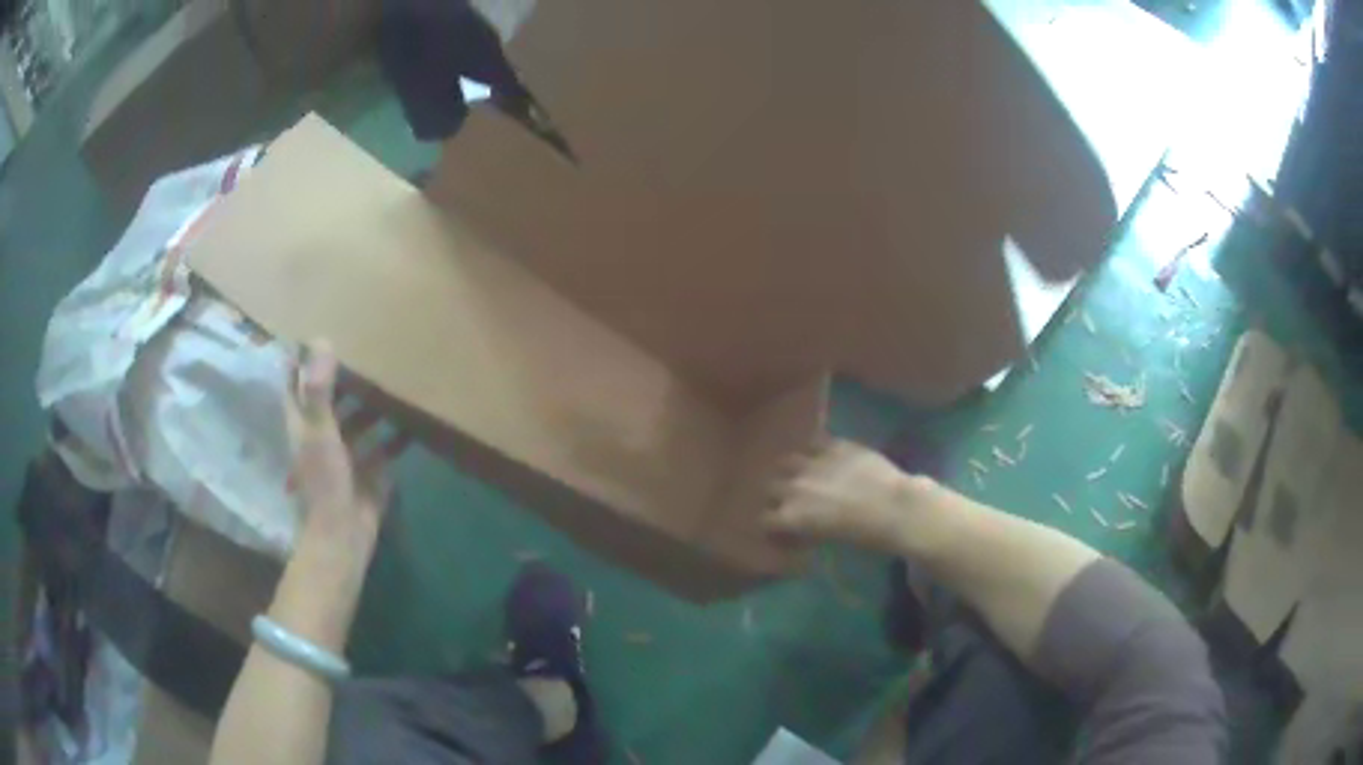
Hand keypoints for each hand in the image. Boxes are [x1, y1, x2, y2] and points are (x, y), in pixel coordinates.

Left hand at [287, 341, 409, 548]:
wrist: (344, 534)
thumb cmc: (325, 481)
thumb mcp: (320, 431)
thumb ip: (319, 389)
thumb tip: (322, 340)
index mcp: (302, 425)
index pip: (295, 385)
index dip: (299, 362)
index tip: (312, 335)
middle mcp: (321, 436)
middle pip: (329, 401)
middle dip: (342, 380)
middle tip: (364, 352)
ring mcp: (345, 456)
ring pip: (357, 423)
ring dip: (371, 406)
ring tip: (391, 380)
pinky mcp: (369, 473)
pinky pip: (383, 448)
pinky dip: (395, 436)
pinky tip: (411, 422)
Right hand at [765, 440, 918, 553]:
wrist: (896, 508)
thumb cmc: (867, 536)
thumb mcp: (831, 539)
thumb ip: (811, 530)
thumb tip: (805, 529)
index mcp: (793, 516)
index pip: (766, 519)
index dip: (774, 523)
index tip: (783, 527)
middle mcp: (796, 488)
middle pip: (771, 487)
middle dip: (779, 494)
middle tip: (793, 500)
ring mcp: (815, 463)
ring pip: (788, 461)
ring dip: (793, 469)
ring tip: (804, 473)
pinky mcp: (836, 446)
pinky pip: (815, 442)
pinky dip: (816, 450)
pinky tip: (825, 455)